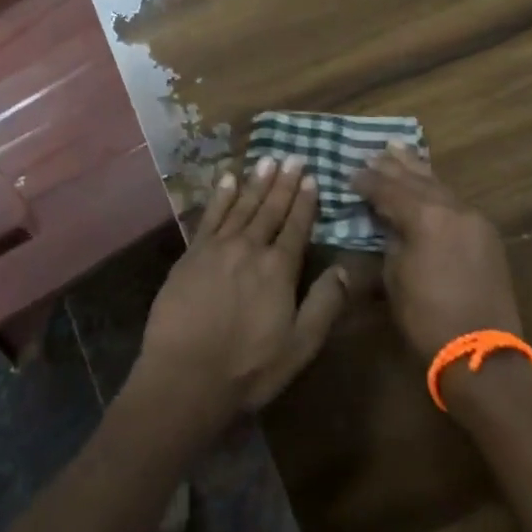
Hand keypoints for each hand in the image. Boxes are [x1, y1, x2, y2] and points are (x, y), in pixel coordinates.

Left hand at [134, 156, 351, 424]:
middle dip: (283, 182)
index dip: (305, 201)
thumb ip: (324, 305)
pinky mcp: (192, 253)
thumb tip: (345, 269)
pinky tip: (228, 179)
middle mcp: (250, 248)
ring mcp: (218, 247)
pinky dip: (221, 195)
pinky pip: (210, 215)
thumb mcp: (299, 346)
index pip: (296, 227)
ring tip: (267, 159)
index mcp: (279, 269)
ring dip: (256, 182)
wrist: (186, 375)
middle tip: (292, 156)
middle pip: (270, 209)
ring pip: (242, 206)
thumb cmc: (248, 368)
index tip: (311, 177)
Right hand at [351, 145, 521, 357]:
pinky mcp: (486, 234)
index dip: (367, 181)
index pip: (388, 189)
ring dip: (416, 169)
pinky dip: (436, 188)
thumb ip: (390, 240)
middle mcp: (451, 208)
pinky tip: (427, 182)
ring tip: (398, 149)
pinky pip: (454, 200)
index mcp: (425, 216)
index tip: (350, 174)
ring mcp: (473, 219)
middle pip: (415, 179)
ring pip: (439, 184)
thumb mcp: (394, 277)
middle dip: (392, 166)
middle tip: (372, 153)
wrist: (482, 354)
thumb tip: (388, 223)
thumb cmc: (427, 318)